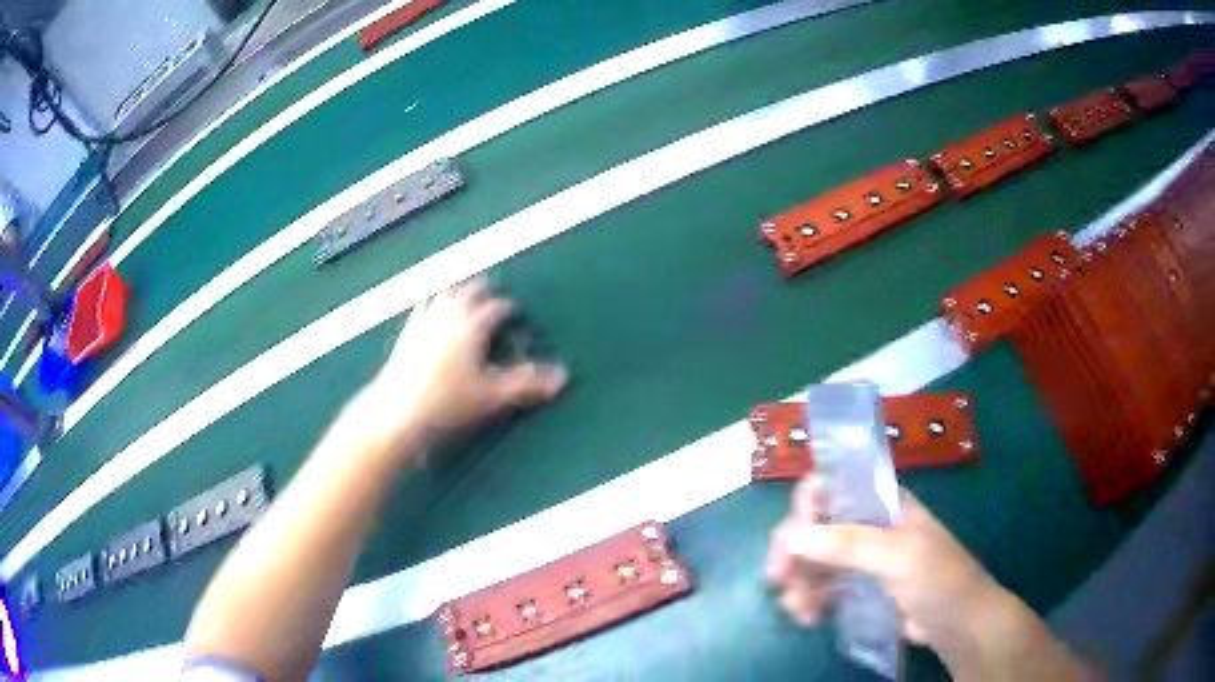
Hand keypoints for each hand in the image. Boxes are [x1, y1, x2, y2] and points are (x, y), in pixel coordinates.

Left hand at [364, 278, 567, 461]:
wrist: (397, 410)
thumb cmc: (447, 402)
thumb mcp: (492, 395)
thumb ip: (527, 384)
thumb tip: (564, 377)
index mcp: (472, 324)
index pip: (497, 307)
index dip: (510, 308)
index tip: (517, 312)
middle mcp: (449, 314)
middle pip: (470, 291)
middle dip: (484, 290)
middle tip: (493, 289)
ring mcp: (425, 320)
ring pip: (445, 293)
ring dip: (458, 289)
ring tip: (464, 290)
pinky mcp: (408, 332)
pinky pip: (423, 307)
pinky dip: (433, 301)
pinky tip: (430, 306)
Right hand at [766, 480, 996, 649]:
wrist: (958, 624)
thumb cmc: (938, 578)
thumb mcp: (899, 556)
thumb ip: (849, 545)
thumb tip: (792, 537)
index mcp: (881, 503)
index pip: (832, 488)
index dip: (807, 506)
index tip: (792, 538)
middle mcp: (867, 525)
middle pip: (815, 526)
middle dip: (793, 551)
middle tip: (778, 578)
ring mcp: (861, 559)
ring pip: (813, 560)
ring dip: (797, 581)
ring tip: (796, 608)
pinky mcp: (857, 589)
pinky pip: (821, 588)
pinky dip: (808, 600)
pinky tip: (807, 617)